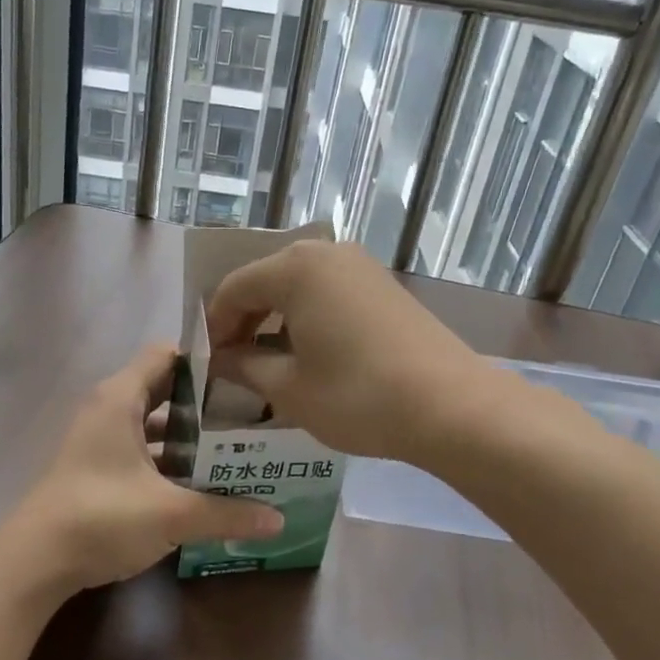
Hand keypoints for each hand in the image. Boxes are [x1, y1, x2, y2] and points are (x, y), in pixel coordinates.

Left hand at [5, 343, 282, 594]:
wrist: (35, 561)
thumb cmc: (101, 517)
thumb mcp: (171, 514)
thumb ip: (226, 513)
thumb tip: (279, 520)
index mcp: (121, 398)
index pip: (167, 354)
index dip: (205, 359)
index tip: (246, 375)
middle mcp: (109, 408)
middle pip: (164, 388)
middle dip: (206, 401)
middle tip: (252, 414)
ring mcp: (100, 438)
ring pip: (153, 423)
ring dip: (189, 434)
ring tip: (236, 447)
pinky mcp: (97, 467)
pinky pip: (142, 448)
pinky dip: (169, 458)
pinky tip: (201, 481)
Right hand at [206, 240, 489, 463]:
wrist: (452, 407)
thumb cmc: (357, 396)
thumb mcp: (288, 389)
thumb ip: (244, 366)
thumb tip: (219, 360)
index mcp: (295, 269)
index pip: (233, 289)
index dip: (214, 326)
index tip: (208, 364)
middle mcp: (326, 253)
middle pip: (266, 281)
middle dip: (244, 321)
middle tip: (234, 364)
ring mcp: (360, 266)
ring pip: (298, 286)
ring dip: (276, 320)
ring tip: (269, 363)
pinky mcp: (383, 285)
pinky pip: (328, 292)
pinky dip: (307, 317)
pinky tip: (310, 354)